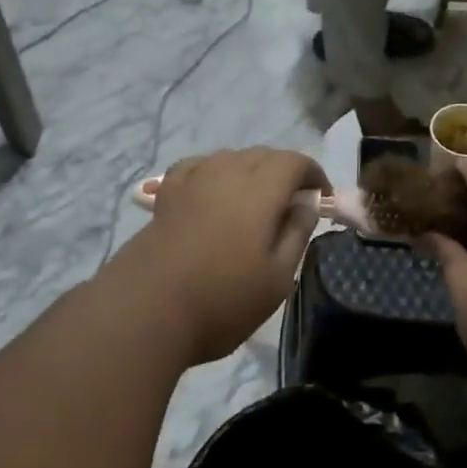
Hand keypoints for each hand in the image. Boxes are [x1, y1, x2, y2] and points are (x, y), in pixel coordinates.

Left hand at [118, 148, 328, 365]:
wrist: (145, 312)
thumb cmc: (222, 301)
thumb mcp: (277, 278)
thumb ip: (297, 234)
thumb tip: (307, 203)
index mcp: (259, 190)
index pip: (294, 161)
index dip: (313, 174)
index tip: (321, 199)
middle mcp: (225, 174)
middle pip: (262, 155)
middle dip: (284, 172)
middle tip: (293, 206)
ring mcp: (191, 182)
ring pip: (230, 158)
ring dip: (251, 171)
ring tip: (256, 204)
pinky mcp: (166, 196)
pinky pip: (197, 168)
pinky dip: (215, 173)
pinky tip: (214, 195)